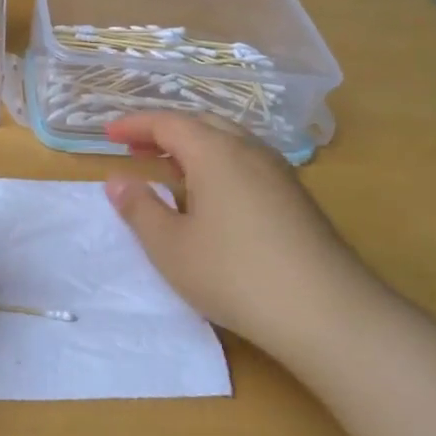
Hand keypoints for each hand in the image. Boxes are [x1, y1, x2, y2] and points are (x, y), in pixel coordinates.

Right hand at [103, 113, 379, 362]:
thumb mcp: (171, 247)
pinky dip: (218, 165)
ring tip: (170, 169)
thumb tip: (117, 181)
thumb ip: (140, 209)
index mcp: (215, 152)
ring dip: (194, 147)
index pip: (168, 122)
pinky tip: (212, 197)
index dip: (135, 125)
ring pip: (229, 142)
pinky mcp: (296, 198)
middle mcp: (249, 151)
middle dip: (165, 131)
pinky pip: (247, 163)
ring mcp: (279, 173)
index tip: (109, 135)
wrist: (326, 312)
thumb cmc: (234, 274)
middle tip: (136, 149)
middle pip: (202, 123)